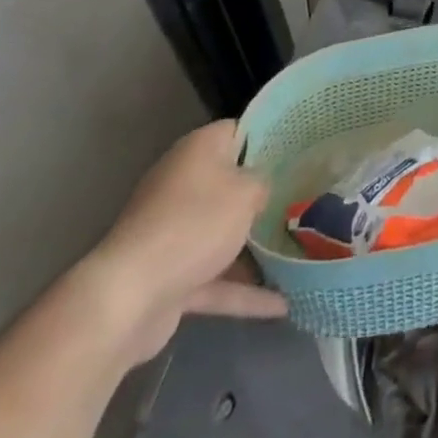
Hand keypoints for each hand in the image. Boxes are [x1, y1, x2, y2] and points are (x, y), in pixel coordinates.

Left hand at [76, 120, 286, 369]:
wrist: (128, 298)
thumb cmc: (193, 225)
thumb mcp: (246, 192)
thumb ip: (265, 183)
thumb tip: (267, 186)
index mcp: (198, 152)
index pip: (240, 132)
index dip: (271, 138)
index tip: (303, 151)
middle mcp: (184, 184)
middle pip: (233, 184)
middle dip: (268, 196)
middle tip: (309, 199)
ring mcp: (175, 232)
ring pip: (225, 234)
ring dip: (257, 247)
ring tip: (303, 251)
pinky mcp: (171, 275)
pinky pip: (216, 278)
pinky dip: (244, 291)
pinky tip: (282, 305)